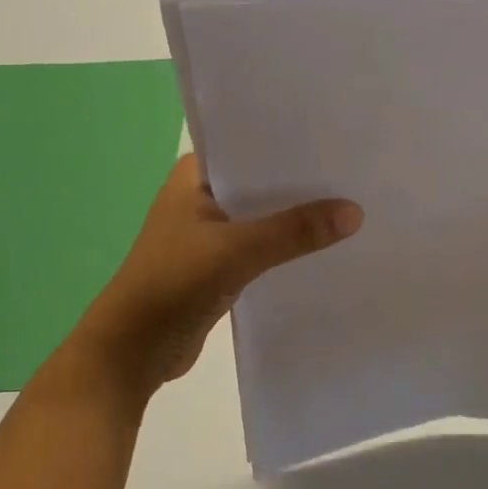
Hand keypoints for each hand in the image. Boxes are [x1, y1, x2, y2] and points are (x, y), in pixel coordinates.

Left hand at [69, 155, 361, 402]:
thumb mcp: (236, 252)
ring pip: (263, 215)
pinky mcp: (219, 263)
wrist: (131, 353)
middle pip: (261, 180)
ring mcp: (209, 231)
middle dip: (302, 181)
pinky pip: (262, 244)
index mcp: (194, 175)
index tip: (338, 135)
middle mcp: (202, 195)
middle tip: (356, 170)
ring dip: (295, 215)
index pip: (249, 143)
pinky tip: (324, 244)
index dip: (291, 141)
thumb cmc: (172, 284)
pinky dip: (286, 245)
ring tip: (352, 202)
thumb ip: (293, 231)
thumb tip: (355, 212)